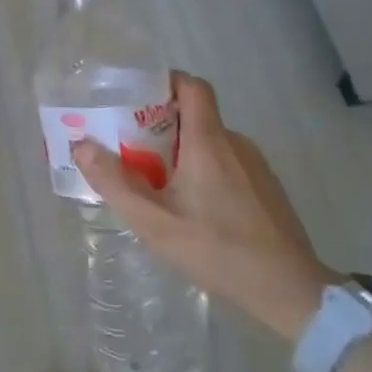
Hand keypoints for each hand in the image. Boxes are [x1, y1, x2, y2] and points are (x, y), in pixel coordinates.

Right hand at [75, 72, 336, 339]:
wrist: (290, 289)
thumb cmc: (218, 249)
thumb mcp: (154, 222)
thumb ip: (115, 183)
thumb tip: (82, 145)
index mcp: (208, 141)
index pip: (191, 86)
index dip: (164, 82)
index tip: (135, 99)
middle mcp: (235, 143)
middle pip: (194, 116)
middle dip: (158, 127)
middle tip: (128, 152)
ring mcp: (255, 166)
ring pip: (209, 143)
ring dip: (179, 153)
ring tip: (153, 185)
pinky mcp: (265, 188)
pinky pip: (226, 164)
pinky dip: (202, 171)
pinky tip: (191, 209)